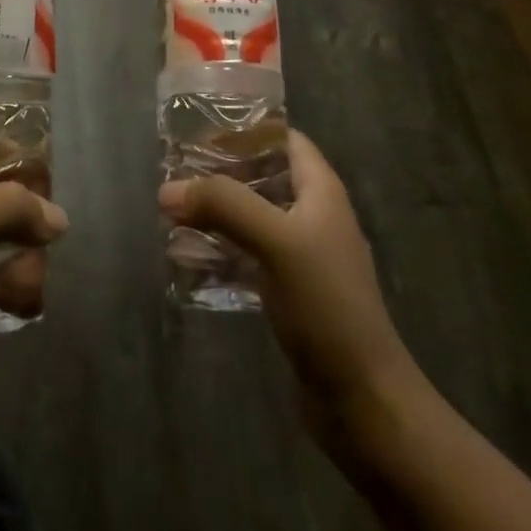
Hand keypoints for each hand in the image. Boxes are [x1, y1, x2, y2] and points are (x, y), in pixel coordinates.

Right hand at [159, 132, 423, 451]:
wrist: (363, 400)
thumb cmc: (327, 306)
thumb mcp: (276, 242)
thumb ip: (223, 206)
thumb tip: (167, 190)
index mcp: (321, 192)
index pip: (285, 139)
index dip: (246, 130)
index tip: (199, 131)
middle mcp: (313, 216)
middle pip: (262, 177)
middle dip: (219, 173)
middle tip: (174, 173)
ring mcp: (302, 256)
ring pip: (251, 218)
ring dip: (215, 213)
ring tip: (171, 214)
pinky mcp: (290, 292)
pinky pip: (248, 256)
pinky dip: (220, 251)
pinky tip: (187, 260)